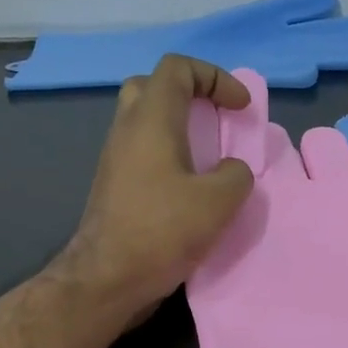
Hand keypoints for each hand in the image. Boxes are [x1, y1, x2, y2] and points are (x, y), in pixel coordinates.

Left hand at [57, 55, 254, 319]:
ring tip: (208, 158)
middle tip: (215, 120)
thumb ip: (236, 175)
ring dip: (178, 129)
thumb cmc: (161, 232)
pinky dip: (168, 157)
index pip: (178, 68)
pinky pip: (142, 154)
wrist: (107, 279)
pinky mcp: (113, 187)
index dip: (215, 77)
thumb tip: (232, 171)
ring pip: (145, 123)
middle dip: (190, 95)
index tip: (240, 108)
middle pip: (153, 87)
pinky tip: (188, 189)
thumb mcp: (217, 203)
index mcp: (151, 120)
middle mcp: (127, 130)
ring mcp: (115, 159)